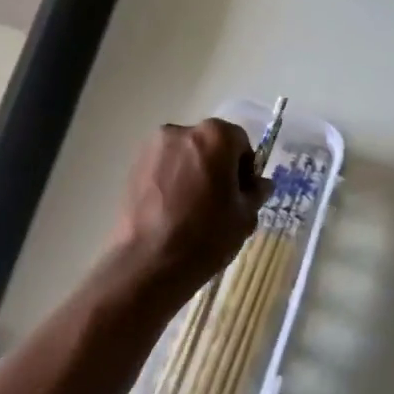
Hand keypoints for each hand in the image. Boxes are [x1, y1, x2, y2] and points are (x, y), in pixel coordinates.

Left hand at [106, 119, 266, 296]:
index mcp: (214, 136)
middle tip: (220, 201)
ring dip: (193, 172)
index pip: (240, 141)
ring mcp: (153, 148)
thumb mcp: (245, 217)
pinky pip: (163, 167)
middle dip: (218, 166)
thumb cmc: (206, 236)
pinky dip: (172, 180)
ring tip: (194, 208)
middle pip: (209, 144)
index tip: (242, 194)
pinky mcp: (133, 166)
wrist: (149, 262)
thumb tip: (259, 184)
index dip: (246, 167)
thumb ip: (255, 192)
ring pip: (184, 155)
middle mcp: (181, 131)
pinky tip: (173, 210)